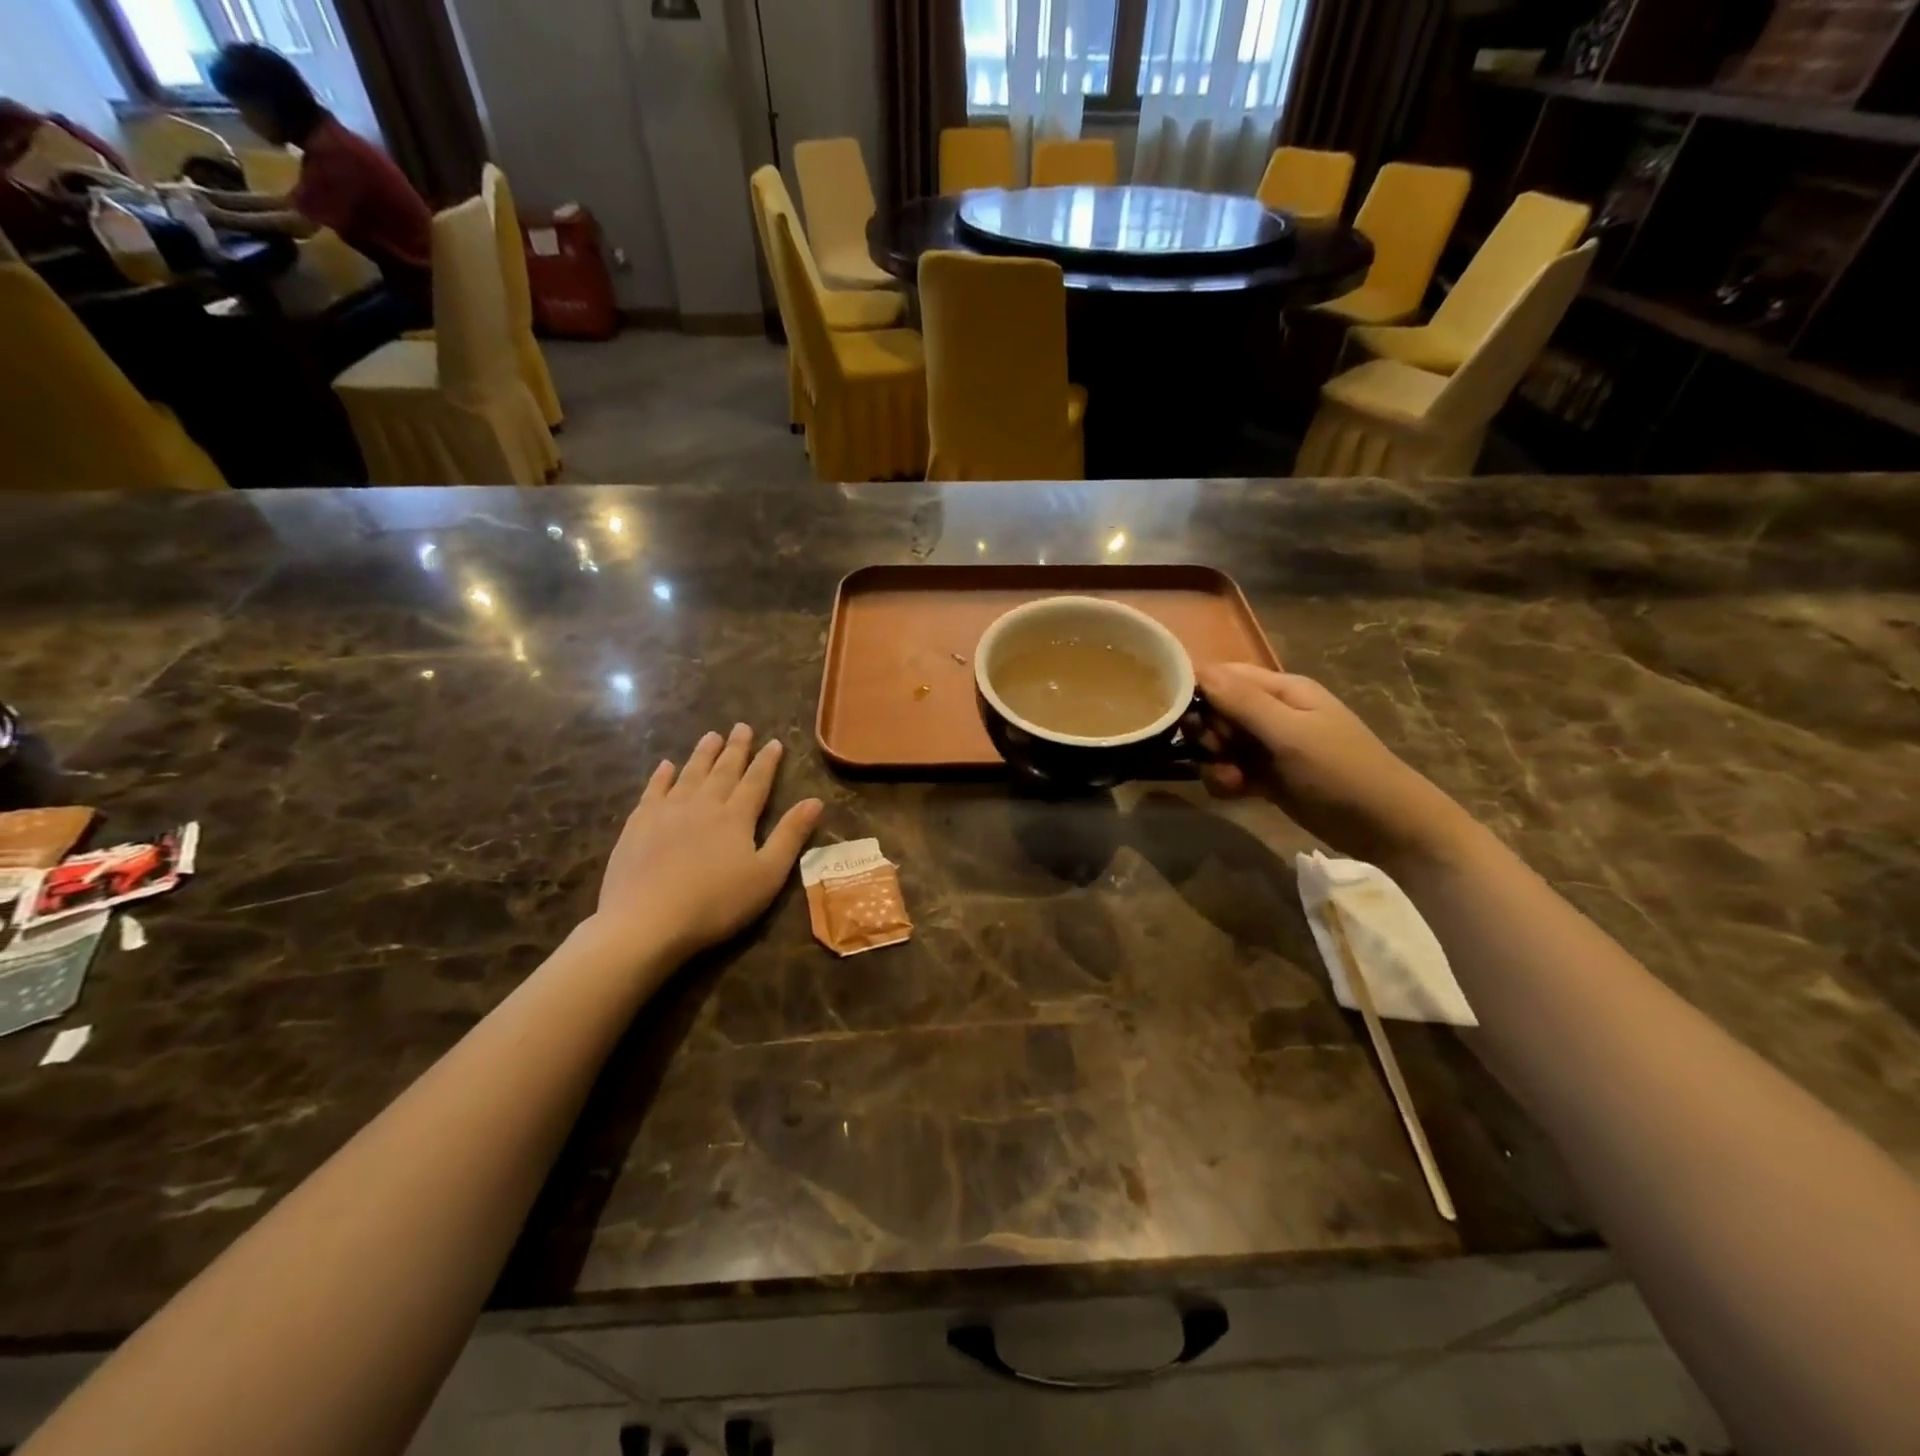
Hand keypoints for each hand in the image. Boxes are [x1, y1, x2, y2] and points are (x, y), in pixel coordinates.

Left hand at [593, 725, 822, 959]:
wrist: (646, 922)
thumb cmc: (716, 904)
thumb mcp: (767, 875)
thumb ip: (791, 836)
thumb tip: (815, 801)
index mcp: (736, 817)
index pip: (756, 782)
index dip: (767, 762)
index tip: (774, 742)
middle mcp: (703, 805)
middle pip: (723, 770)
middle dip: (735, 748)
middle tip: (742, 726)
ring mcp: (667, 812)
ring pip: (689, 773)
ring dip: (702, 754)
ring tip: (711, 735)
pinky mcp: (638, 825)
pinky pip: (653, 790)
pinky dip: (661, 776)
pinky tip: (665, 766)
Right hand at [1194, 663, 1473, 865]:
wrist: (1385, 826)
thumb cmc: (1340, 771)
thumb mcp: (1290, 734)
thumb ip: (1243, 703)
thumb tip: (1197, 670)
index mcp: (1282, 689)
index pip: (1223, 675)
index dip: (1196, 691)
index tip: (1177, 715)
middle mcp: (1272, 712)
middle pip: (1216, 711)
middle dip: (1206, 733)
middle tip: (1215, 751)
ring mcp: (1269, 746)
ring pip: (1219, 744)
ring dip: (1215, 762)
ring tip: (1232, 780)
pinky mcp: (1267, 776)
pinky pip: (1230, 770)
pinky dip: (1227, 781)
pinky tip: (1238, 792)